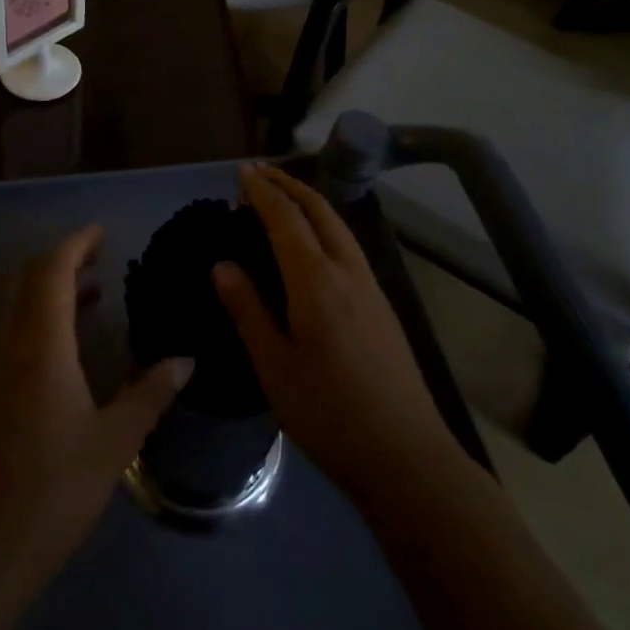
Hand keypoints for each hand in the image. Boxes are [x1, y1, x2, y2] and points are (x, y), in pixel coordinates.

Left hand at [0, 226, 191, 591]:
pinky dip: (39, 318)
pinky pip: (12, 332)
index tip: (102, 233)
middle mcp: (10, 344)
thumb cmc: (53, 489)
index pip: (52, 271)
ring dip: (50, 290)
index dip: (76, 244)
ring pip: (17, 305)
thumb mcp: (114, 441)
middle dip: (62, 260)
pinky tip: (66, 347)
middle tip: (100, 259)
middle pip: (28, 279)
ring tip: (92, 295)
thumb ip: (150, 394)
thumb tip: (186, 361)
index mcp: (41, 344)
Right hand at [214, 164, 452, 510]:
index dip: (263, 191)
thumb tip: (222, 265)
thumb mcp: (274, 367)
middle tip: (259, 173)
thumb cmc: (329, 414)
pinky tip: (314, 242)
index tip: (243, 172)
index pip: (286, 218)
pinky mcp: (382, 305)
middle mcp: (347, 271)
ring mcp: (371, 286)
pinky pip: (348, 244)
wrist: (407, 457)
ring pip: (339, 224)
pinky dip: (325, 224)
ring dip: (310, 201)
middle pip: (319, 209)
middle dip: (289, 184)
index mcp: (316, 281)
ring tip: (283, 197)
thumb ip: (248, 310)